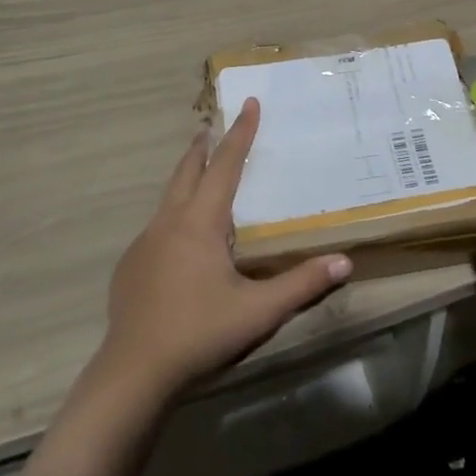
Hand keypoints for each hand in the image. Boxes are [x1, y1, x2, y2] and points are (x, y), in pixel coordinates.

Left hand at [99, 98, 353, 396]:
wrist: (133, 373)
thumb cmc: (199, 334)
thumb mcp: (258, 312)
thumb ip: (301, 285)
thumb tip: (345, 262)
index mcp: (200, 222)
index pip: (225, 166)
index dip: (240, 133)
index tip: (249, 103)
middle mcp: (169, 222)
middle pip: (187, 171)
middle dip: (203, 146)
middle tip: (211, 125)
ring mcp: (144, 243)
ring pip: (168, 197)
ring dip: (185, 177)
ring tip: (198, 173)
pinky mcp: (130, 267)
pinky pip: (156, 228)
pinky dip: (173, 216)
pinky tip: (179, 241)